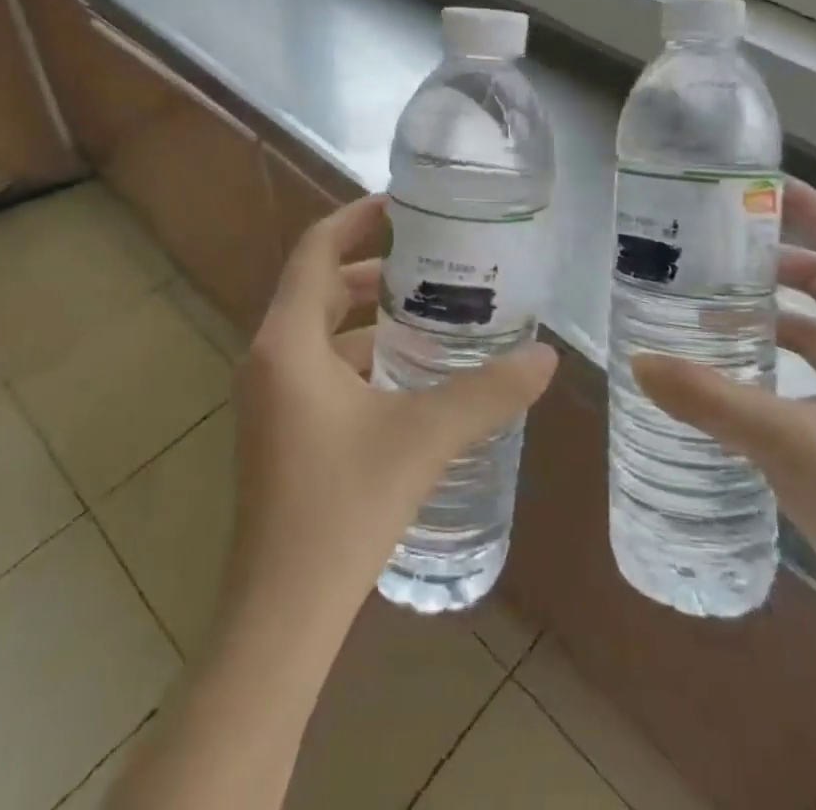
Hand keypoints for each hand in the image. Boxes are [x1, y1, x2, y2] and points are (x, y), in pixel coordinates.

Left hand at [222, 194, 558, 635]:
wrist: (281, 614)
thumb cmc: (342, 508)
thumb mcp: (423, 438)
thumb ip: (486, 393)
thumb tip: (545, 358)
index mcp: (287, 341)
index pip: (315, 251)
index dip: (355, 218)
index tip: (400, 202)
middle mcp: (269, 358)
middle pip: (319, 287)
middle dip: (372, 268)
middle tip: (431, 260)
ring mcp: (270, 397)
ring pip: (320, 331)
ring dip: (368, 317)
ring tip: (430, 312)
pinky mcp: (280, 429)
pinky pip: (320, 368)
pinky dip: (360, 356)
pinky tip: (408, 375)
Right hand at [633, 178, 815, 650]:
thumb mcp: (791, 443)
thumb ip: (711, 399)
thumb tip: (638, 362)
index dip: (813, 213)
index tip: (761, 185)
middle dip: (782, 264)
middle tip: (720, 249)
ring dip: (777, 315)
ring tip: (715, 303)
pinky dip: (780, 360)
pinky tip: (734, 368)